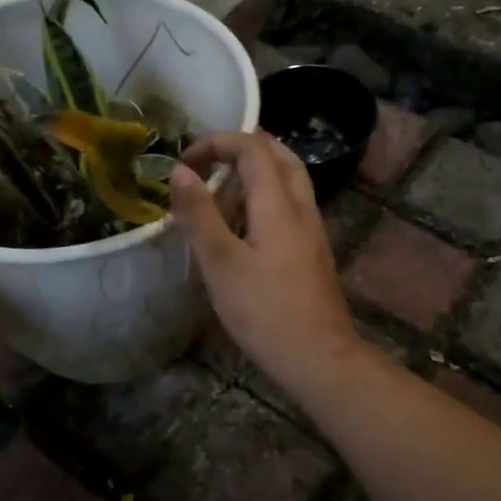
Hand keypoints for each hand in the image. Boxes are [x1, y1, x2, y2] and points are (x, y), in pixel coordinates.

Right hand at [169, 131, 365, 396]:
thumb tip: (181, 171)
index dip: (218, 143)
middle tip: (211, 157)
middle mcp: (302, 208)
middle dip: (245, 146)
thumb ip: (200, 214)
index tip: (186, 162)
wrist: (319, 357)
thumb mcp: (221, 262)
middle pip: (281, 156)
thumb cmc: (264, 310)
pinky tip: (248, 221)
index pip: (253, 148)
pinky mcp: (314, 252)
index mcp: (278, 203)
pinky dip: (268, 194)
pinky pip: (292, 205)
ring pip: (291, 180)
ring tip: (226, 180)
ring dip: (260, 169)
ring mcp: (313, 231)